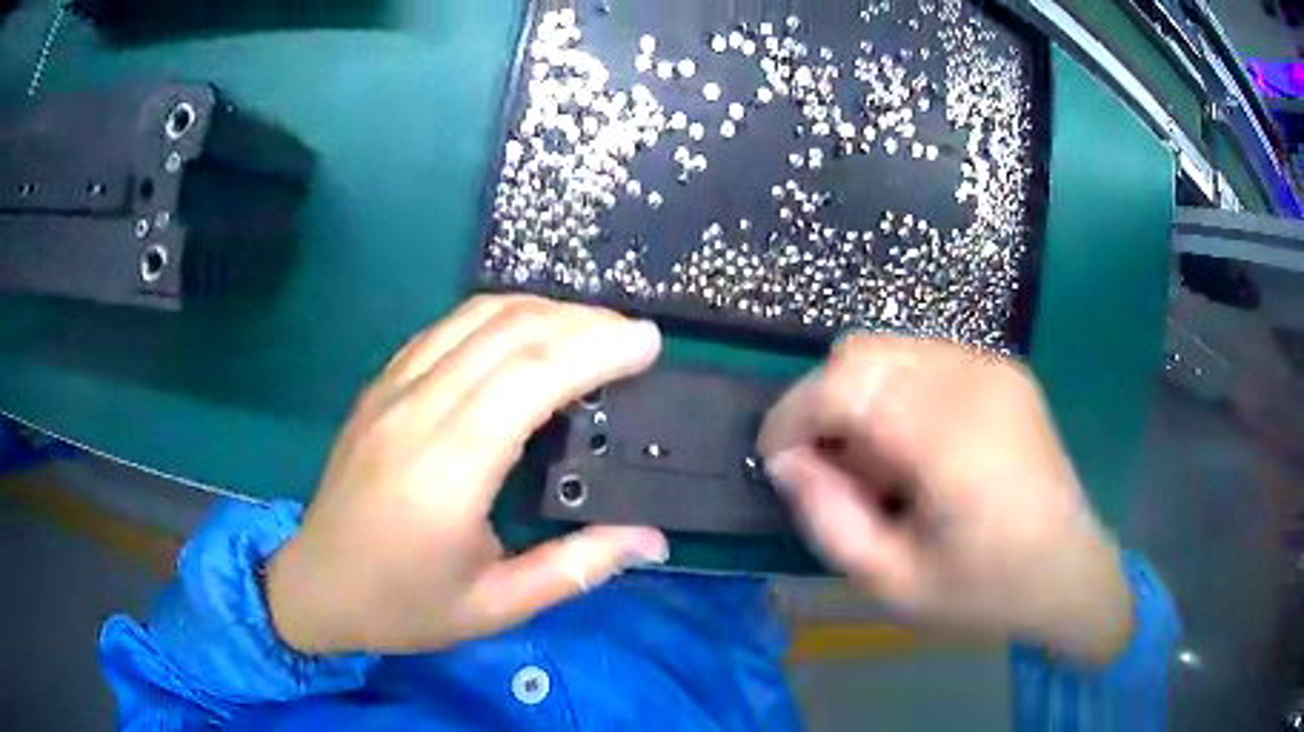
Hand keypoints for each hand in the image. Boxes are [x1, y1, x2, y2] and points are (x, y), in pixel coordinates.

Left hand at [266, 295, 668, 654]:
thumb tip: (652, 540)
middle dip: (581, 320)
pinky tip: (524, 332)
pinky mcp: (379, 387)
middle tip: (632, 333)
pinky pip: (444, 329)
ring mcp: (391, 391)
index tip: (648, 342)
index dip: (595, 348)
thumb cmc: (403, 606)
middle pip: (507, 333)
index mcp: (447, 471)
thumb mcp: (495, 606)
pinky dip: (496, 317)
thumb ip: (576, 568)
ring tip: (590, 326)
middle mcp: (416, 413)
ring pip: (474, 318)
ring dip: (541, 309)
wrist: (315, 587)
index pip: (530, 378)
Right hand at [758, 334, 1132, 664]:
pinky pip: (923, 358)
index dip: (794, 415)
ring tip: (872, 461)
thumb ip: (830, 520)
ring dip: (858, 396)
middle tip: (826, 466)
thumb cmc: (984, 591)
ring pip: (889, 350)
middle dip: (823, 403)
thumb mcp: (892, 583)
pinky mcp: (1002, 369)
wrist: (1069, 570)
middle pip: (863, 353)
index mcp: (953, 441)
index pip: (846, 385)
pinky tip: (910, 445)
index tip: (777, 460)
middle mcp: (974, 383)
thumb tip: (789, 463)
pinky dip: (894, 391)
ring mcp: (993, 368)